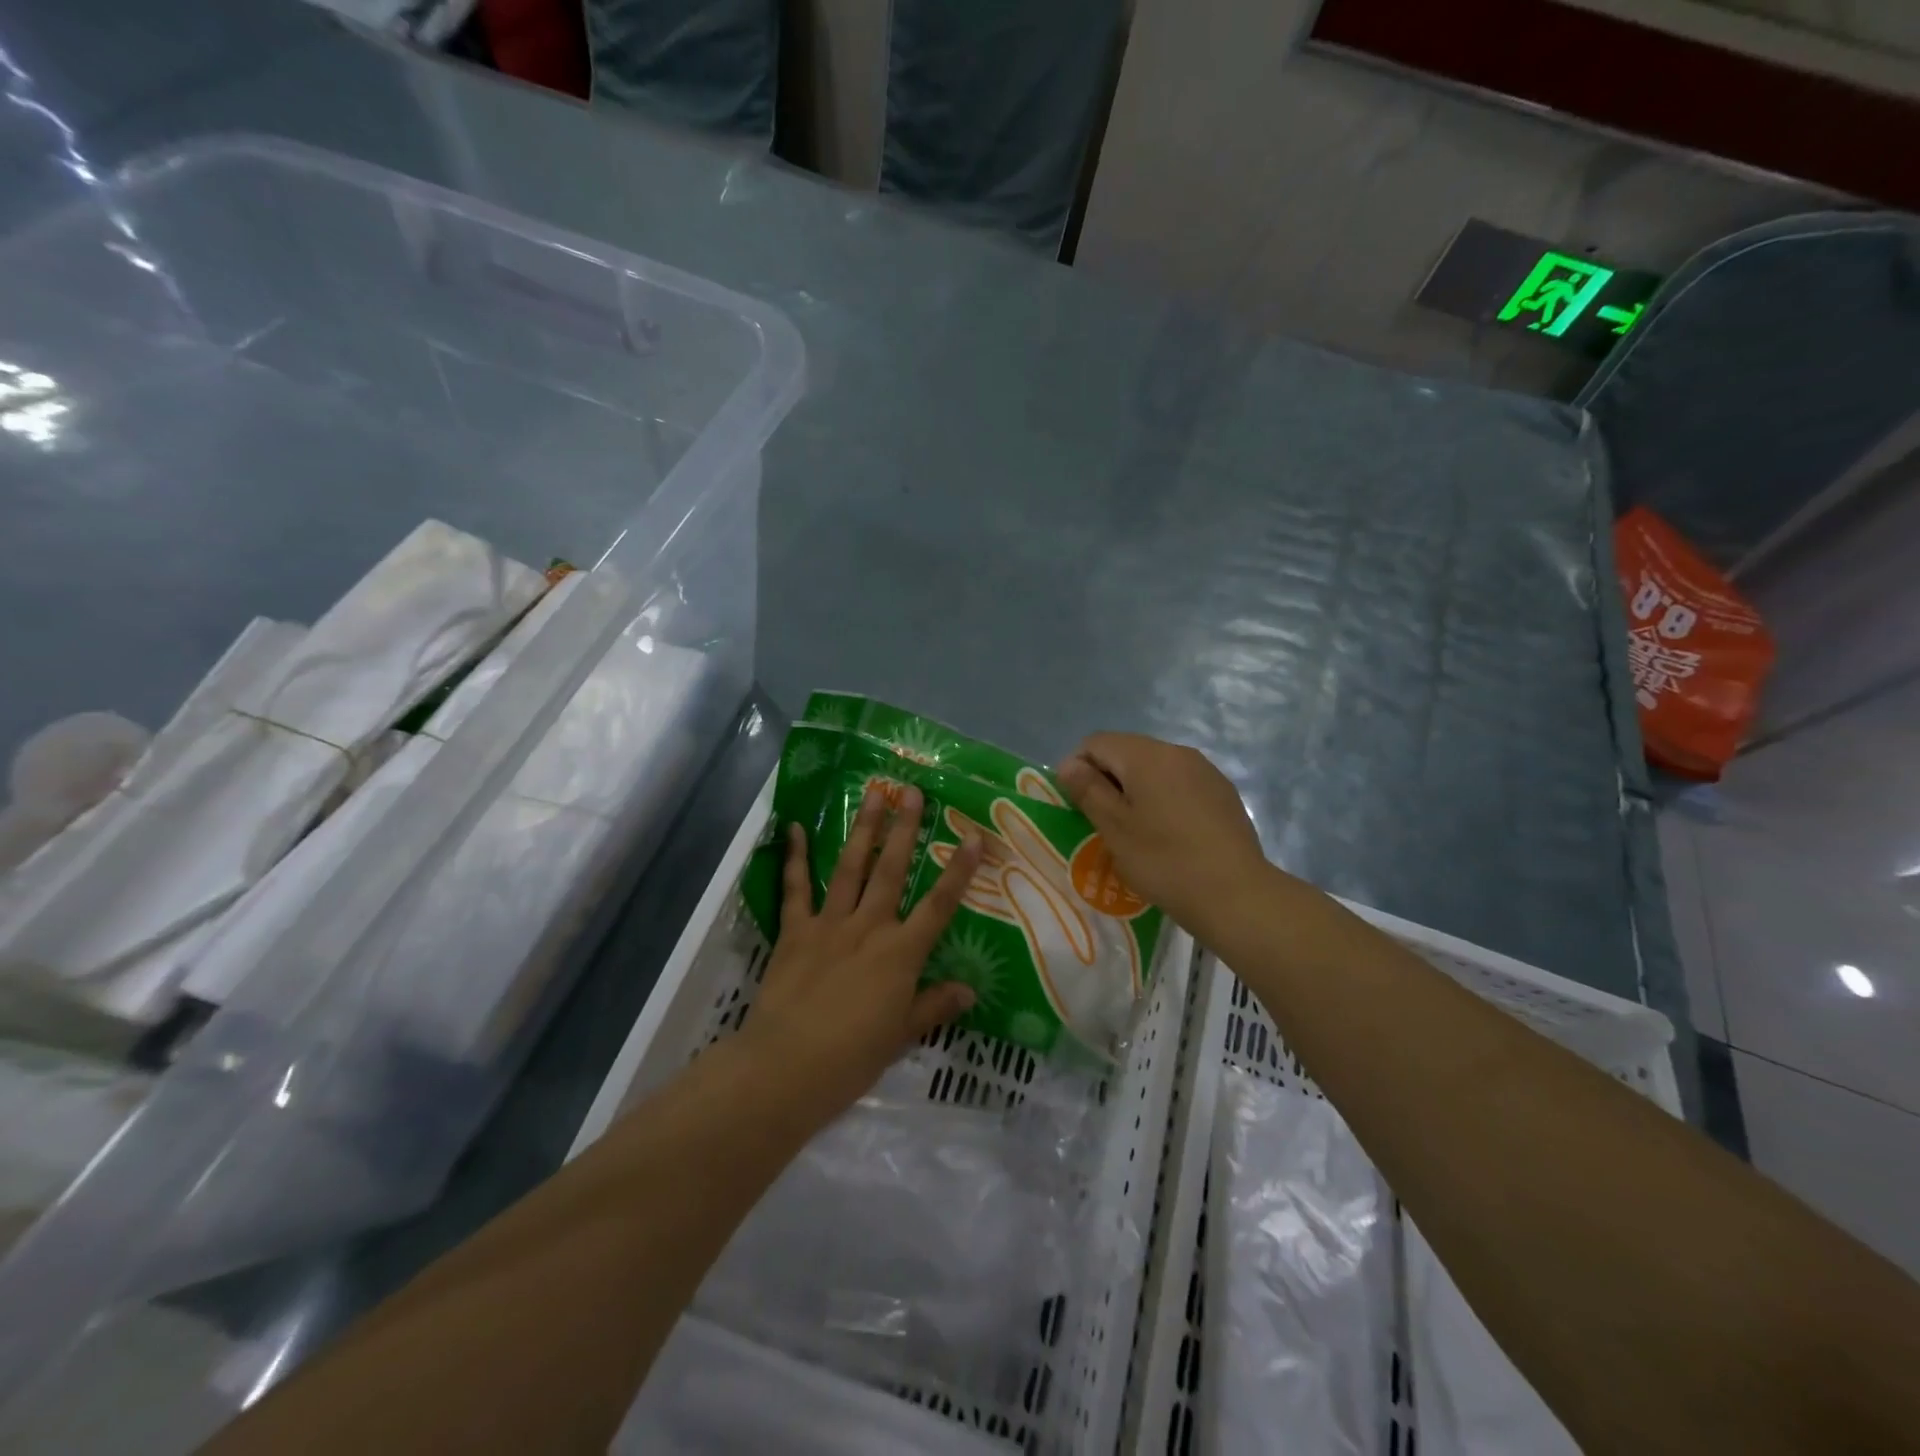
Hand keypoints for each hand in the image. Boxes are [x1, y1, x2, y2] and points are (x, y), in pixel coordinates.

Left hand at [747, 784, 983, 1115]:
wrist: (787, 1066)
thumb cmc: (852, 1057)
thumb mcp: (902, 1035)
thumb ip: (935, 1006)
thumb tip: (970, 990)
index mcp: (900, 953)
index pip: (939, 905)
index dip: (959, 870)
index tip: (974, 836)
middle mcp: (868, 927)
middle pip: (892, 871)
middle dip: (905, 830)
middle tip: (912, 792)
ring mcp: (829, 924)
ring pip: (851, 868)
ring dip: (864, 829)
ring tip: (873, 793)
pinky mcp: (795, 930)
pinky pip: (796, 888)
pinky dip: (794, 857)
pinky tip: (793, 827)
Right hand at [1056, 733, 1267, 938]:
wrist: (1235, 894)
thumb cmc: (1164, 860)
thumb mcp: (1114, 828)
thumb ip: (1088, 789)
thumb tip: (1069, 763)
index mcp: (1146, 756)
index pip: (1097, 742)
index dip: (1077, 767)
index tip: (1075, 804)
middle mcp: (1177, 752)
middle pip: (1127, 751)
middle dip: (1107, 778)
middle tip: (1101, 821)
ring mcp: (1205, 771)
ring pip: (1155, 768)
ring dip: (1136, 789)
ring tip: (1135, 830)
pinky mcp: (1223, 792)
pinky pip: (1180, 784)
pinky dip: (1164, 799)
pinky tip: (1168, 834)